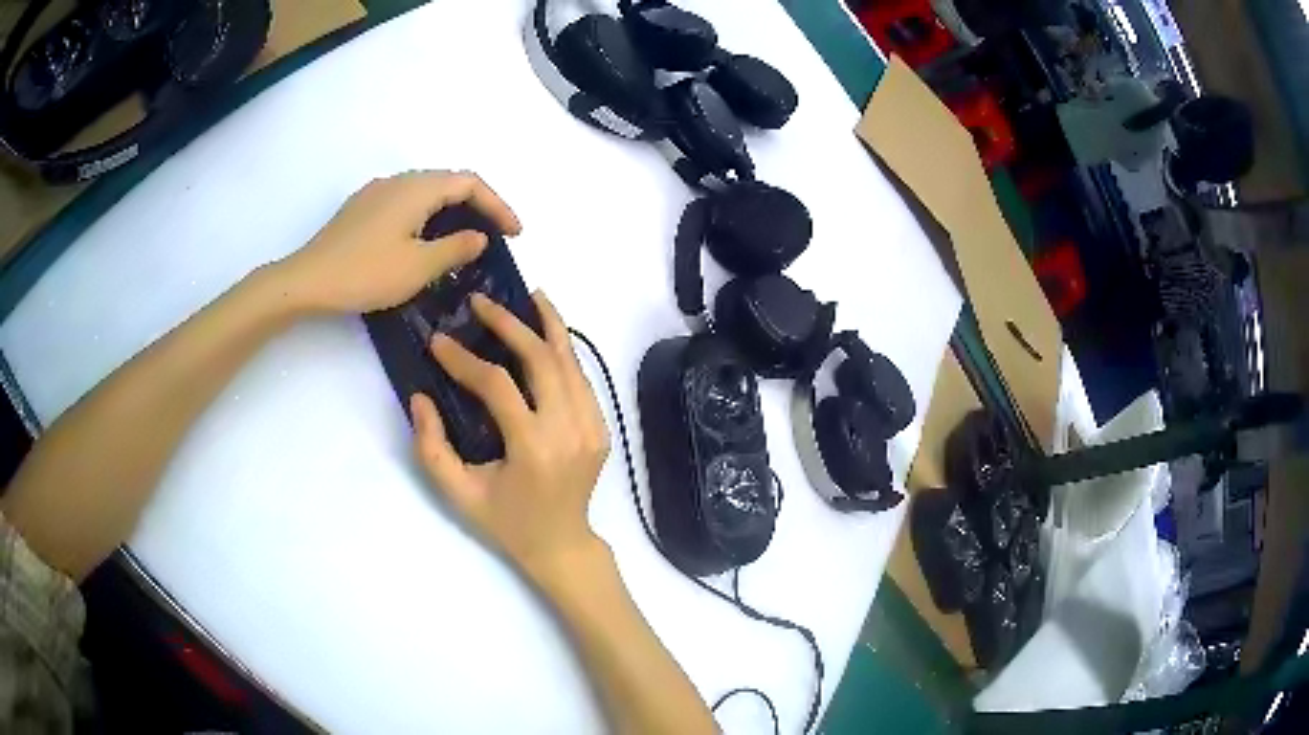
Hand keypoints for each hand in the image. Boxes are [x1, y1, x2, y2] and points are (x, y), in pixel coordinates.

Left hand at [275, 171, 521, 313]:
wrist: (306, 281)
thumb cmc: (365, 273)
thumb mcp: (419, 266)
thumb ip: (456, 248)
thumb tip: (478, 236)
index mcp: (418, 188)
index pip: (470, 183)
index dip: (498, 205)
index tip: (514, 234)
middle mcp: (399, 180)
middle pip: (449, 182)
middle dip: (477, 205)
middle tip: (494, 235)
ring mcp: (376, 192)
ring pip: (425, 191)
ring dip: (451, 210)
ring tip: (463, 238)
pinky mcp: (361, 208)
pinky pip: (405, 202)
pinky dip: (427, 215)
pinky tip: (423, 239)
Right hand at [410, 291, 611, 590]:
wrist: (561, 545)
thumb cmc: (505, 523)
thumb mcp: (458, 494)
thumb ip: (431, 447)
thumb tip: (420, 396)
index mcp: (533, 448)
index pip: (498, 385)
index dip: (464, 359)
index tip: (438, 342)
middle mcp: (569, 430)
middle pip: (542, 359)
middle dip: (510, 324)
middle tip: (482, 302)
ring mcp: (592, 427)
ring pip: (570, 361)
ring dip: (548, 325)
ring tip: (528, 296)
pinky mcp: (600, 428)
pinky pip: (581, 379)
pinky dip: (564, 350)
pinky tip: (549, 331)